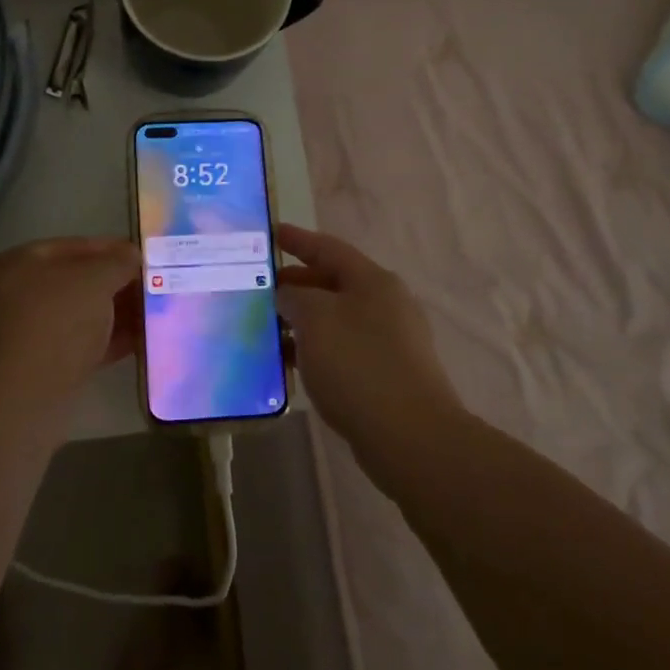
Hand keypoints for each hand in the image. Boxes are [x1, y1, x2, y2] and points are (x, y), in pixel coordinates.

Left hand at [0, 237, 141, 397]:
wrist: (22, 400)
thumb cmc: (56, 323)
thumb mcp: (94, 280)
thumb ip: (118, 262)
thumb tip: (131, 256)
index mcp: (18, 264)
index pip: (72, 247)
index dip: (111, 249)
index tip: (144, 257)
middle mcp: (15, 295)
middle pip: (76, 282)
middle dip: (116, 284)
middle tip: (152, 287)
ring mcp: (25, 334)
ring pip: (79, 316)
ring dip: (115, 314)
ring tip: (154, 314)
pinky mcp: (38, 368)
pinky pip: (79, 345)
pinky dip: (107, 341)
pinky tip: (141, 341)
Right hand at [276, 223, 460, 452]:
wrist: (410, 436)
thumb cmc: (358, 364)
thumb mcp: (315, 319)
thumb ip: (294, 297)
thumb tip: (290, 296)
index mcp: (373, 281)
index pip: (328, 248)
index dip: (297, 240)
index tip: (271, 233)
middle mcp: (385, 304)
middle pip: (333, 283)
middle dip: (295, 284)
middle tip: (259, 287)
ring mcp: (389, 341)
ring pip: (335, 319)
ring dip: (302, 320)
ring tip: (265, 326)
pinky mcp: (386, 375)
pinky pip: (342, 349)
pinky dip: (315, 349)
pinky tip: (290, 363)